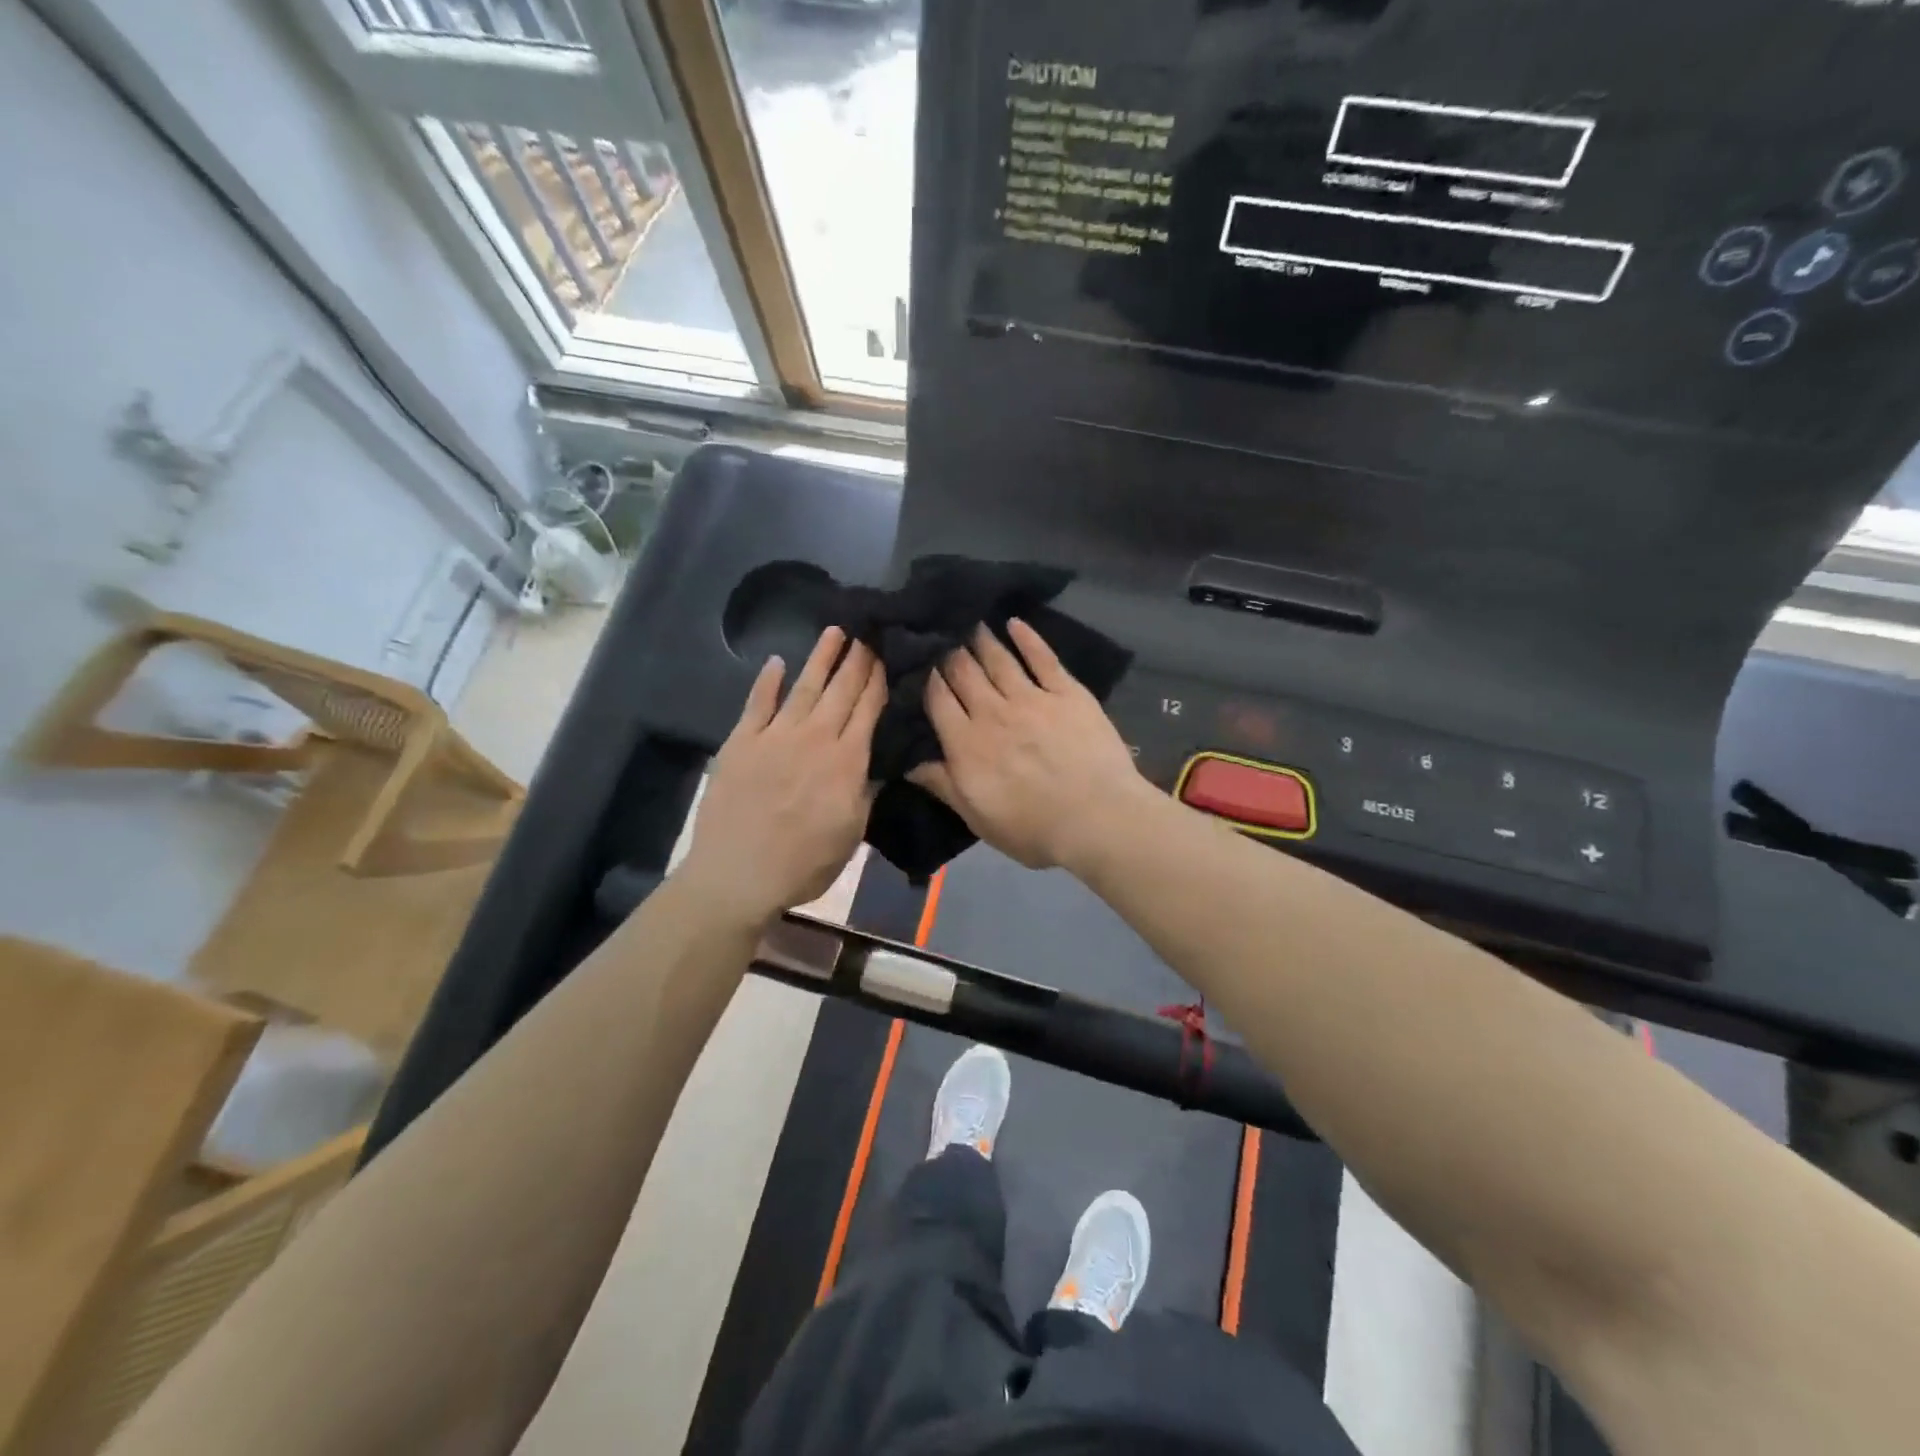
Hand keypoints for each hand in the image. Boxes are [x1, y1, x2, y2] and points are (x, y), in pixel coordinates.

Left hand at [680, 627, 884, 925]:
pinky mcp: (741, 742)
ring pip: (803, 687)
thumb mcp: (851, 834)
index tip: (886, 656)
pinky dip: (766, 682)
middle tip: (867, 633)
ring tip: (834, 632)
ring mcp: (775, 736)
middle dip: (856, 661)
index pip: (867, 709)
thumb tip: (876, 764)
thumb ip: (865, 792)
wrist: (739, 874)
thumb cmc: (805, 862)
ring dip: (820, 658)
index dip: (877, 680)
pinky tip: (776, 662)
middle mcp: (814, 738)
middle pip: (840, 691)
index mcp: (846, 760)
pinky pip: (757, 704)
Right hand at [909, 619, 1153, 869]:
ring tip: (972, 624)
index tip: (922, 663)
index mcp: (966, 743)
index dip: (928, 679)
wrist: (1097, 818)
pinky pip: (1043, 658)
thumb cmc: (1033, 828)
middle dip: (950, 654)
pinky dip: (1028, 638)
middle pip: (964, 673)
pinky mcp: (1067, 693)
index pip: (938, 700)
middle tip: (944, 637)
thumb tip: (908, 762)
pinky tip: (1015, 623)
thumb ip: (943, 785)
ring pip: (999, 660)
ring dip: (982, 640)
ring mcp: (1032, 698)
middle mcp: (993, 712)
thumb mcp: (977, 817)